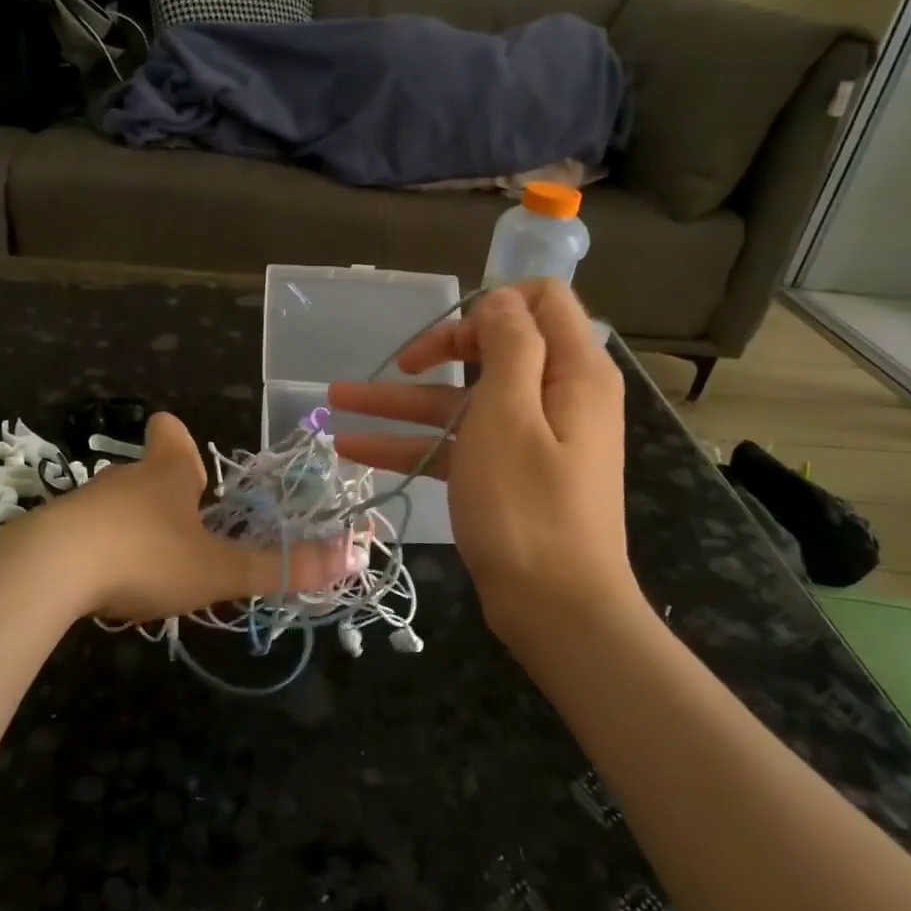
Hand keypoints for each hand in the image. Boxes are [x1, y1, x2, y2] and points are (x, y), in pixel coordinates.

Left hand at [0, 411, 359, 625]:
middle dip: (165, 494)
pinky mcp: (52, 533)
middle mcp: (125, 479)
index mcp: (167, 473)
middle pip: (146, 472)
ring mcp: (83, 504)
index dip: (178, 438)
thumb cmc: (145, 555)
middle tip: (187, 528)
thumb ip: (281, 567)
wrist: (46, 572)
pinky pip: (85, 536)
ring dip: (134, 528)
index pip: (171, 433)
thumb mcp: (218, 569)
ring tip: (151, 567)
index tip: (186, 458)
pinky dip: (99, 553)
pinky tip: (104, 586)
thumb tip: (354, 558)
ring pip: (115, 506)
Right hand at [328, 280, 637, 646]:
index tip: (451, 330)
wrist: (558, 611)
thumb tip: (501, 299)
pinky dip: (413, 443)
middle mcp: (557, 395)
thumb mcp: (509, 413)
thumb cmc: (528, 505)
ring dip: (404, 401)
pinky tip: (354, 448)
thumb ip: (509, 344)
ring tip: (337, 399)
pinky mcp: (508, 474)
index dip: (493, 302)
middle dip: (441, 348)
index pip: (542, 300)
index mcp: (573, 369)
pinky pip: (459, 444)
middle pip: (495, 348)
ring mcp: (531, 438)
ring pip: (463, 401)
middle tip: (400, 364)